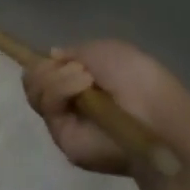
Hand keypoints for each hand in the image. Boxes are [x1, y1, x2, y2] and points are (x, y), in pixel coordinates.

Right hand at [23, 39, 189, 175]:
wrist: (155, 114)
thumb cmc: (138, 77)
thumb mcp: (104, 50)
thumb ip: (74, 52)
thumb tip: (52, 56)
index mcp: (82, 83)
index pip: (47, 72)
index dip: (46, 63)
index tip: (58, 57)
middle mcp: (70, 102)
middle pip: (34, 81)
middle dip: (49, 68)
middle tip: (76, 69)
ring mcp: (65, 121)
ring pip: (35, 92)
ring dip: (57, 77)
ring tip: (84, 78)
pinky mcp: (63, 139)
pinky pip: (46, 107)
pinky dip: (59, 89)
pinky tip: (82, 87)